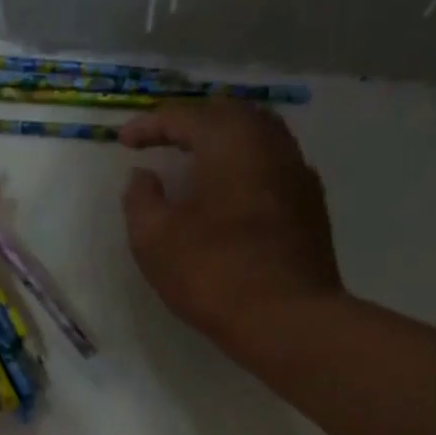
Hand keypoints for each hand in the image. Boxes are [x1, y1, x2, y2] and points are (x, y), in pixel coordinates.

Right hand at [121, 101, 342, 351]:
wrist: (289, 320)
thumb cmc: (214, 273)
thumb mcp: (155, 239)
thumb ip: (141, 199)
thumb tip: (144, 176)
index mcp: (230, 141)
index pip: (184, 117)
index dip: (149, 125)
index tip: (124, 142)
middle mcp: (270, 144)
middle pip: (229, 114)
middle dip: (192, 122)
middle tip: (164, 140)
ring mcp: (298, 173)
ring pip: (259, 136)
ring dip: (224, 141)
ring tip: (198, 162)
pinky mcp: (312, 205)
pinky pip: (275, 166)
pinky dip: (248, 166)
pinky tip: (234, 192)